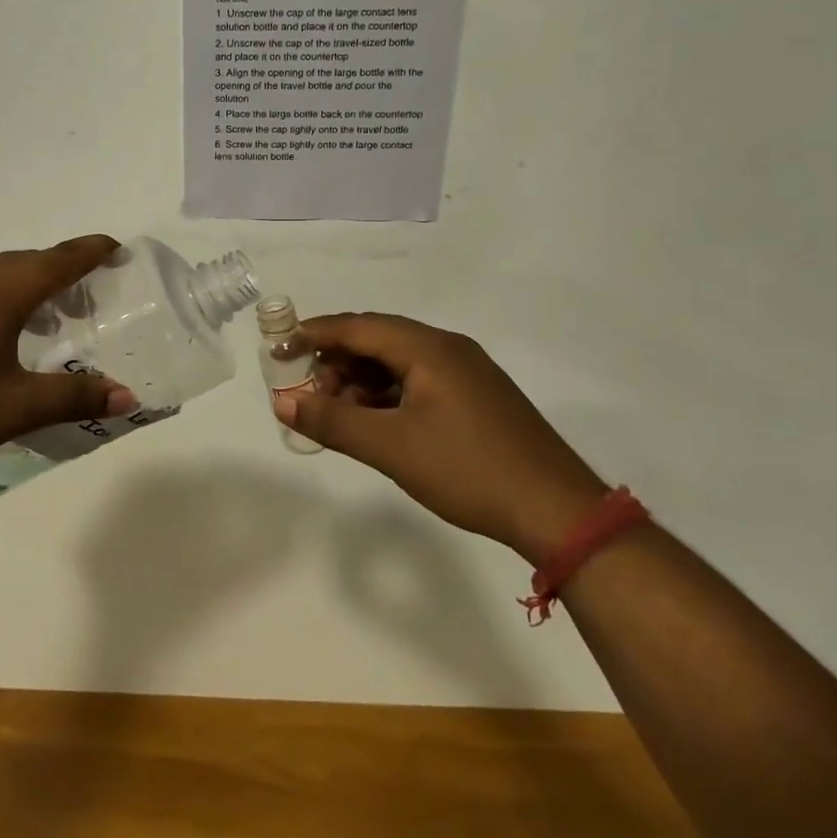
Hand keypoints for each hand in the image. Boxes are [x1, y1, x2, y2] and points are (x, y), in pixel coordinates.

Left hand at [0, 236, 137, 480]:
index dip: (92, 250)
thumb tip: (127, 396)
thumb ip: (73, 398)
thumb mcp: (13, 408)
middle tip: (84, 299)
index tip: (115, 247)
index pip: (60, 258)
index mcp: (0, 290)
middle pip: (26, 262)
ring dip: (22, 287)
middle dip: (61, 273)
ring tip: (37, 320)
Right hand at [275, 313, 608, 560]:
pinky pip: (418, 381)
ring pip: (398, 362)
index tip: (278, 348)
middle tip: (309, 393)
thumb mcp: (391, 447)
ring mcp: (466, 372)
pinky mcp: (476, 397)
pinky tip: (376, 423)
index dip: (314, 333)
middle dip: (336, 362)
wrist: (558, 511)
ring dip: (361, 381)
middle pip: (377, 340)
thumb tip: (281, 400)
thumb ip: (333, 420)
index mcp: (428, 348)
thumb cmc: (468, 469)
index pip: (358, 326)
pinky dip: (388, 395)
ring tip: (338, 413)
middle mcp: (448, 348)